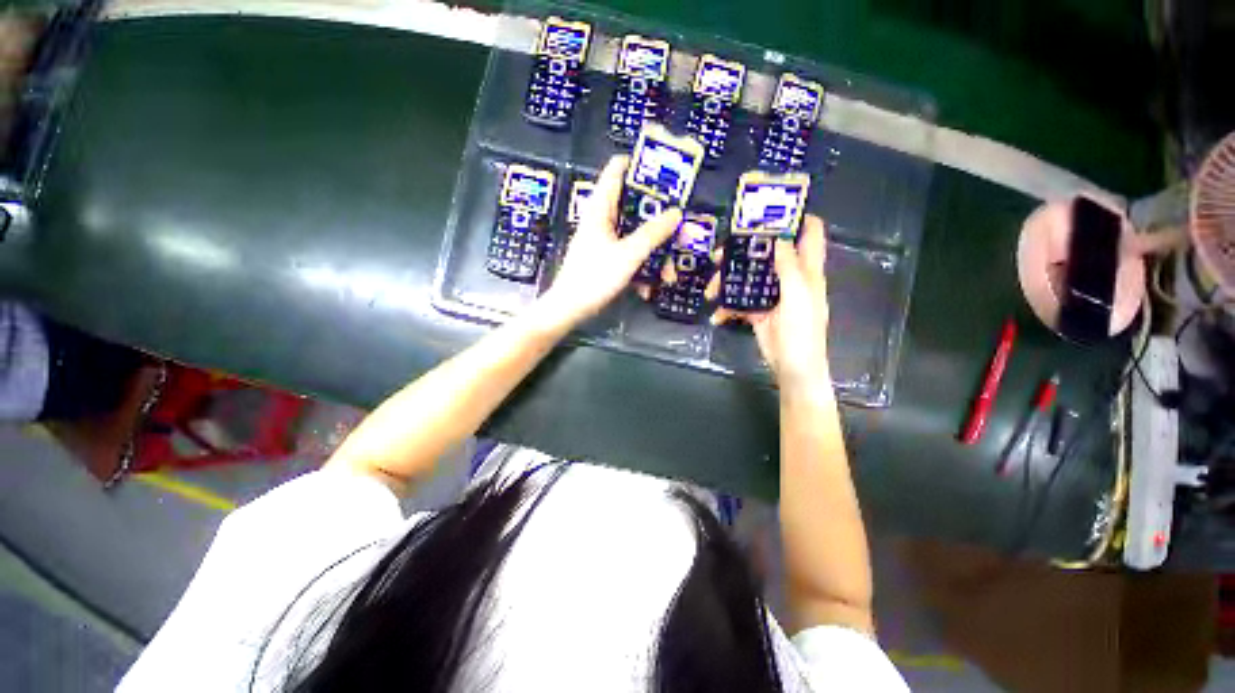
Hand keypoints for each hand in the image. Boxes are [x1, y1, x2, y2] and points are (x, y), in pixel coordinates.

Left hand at [534, 155, 680, 329]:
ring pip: (635, 235)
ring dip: (653, 253)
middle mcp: (602, 220)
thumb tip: (676, 212)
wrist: (570, 309)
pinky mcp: (606, 259)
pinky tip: (648, 289)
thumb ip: (653, 233)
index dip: (639, 165)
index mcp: (601, 208)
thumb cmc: (595, 277)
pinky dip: (641, 269)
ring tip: (668, 274)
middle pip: (634, 206)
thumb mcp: (628, 255)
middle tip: (679, 228)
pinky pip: (629, 255)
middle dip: (658, 220)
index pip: (616, 171)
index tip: (665, 173)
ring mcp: (604, 241)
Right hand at [710, 216, 832, 393]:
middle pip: (768, 253)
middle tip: (720, 252)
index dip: (796, 218)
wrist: (792, 367)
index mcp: (806, 270)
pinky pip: (740, 302)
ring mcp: (771, 295)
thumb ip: (788, 266)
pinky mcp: (757, 311)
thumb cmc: (802, 330)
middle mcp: (789, 277)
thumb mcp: (798, 295)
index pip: (809, 234)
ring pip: (748, 277)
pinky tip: (718, 314)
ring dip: (728, 281)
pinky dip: (728, 307)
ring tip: (711, 289)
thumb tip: (778, 237)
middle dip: (744, 250)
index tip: (769, 211)